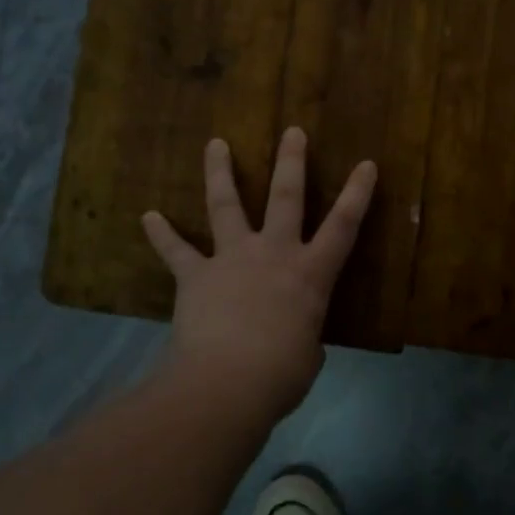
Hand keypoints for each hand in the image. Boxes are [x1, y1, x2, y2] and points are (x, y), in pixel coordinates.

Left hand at [142, 127, 376, 422]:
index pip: (343, 226)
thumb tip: (298, 340)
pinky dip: (162, 234)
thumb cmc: (281, 374)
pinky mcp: (196, 275)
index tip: (366, 164)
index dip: (358, 194)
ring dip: (220, 172)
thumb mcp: (308, 356)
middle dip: (291, 162)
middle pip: (286, 197)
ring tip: (216, 144)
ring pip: (226, 205)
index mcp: (310, 275)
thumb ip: (304, 337)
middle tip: (292, 131)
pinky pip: (176, 251)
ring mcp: (232, 259)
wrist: (227, 382)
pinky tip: (149, 216)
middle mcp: (274, 254)